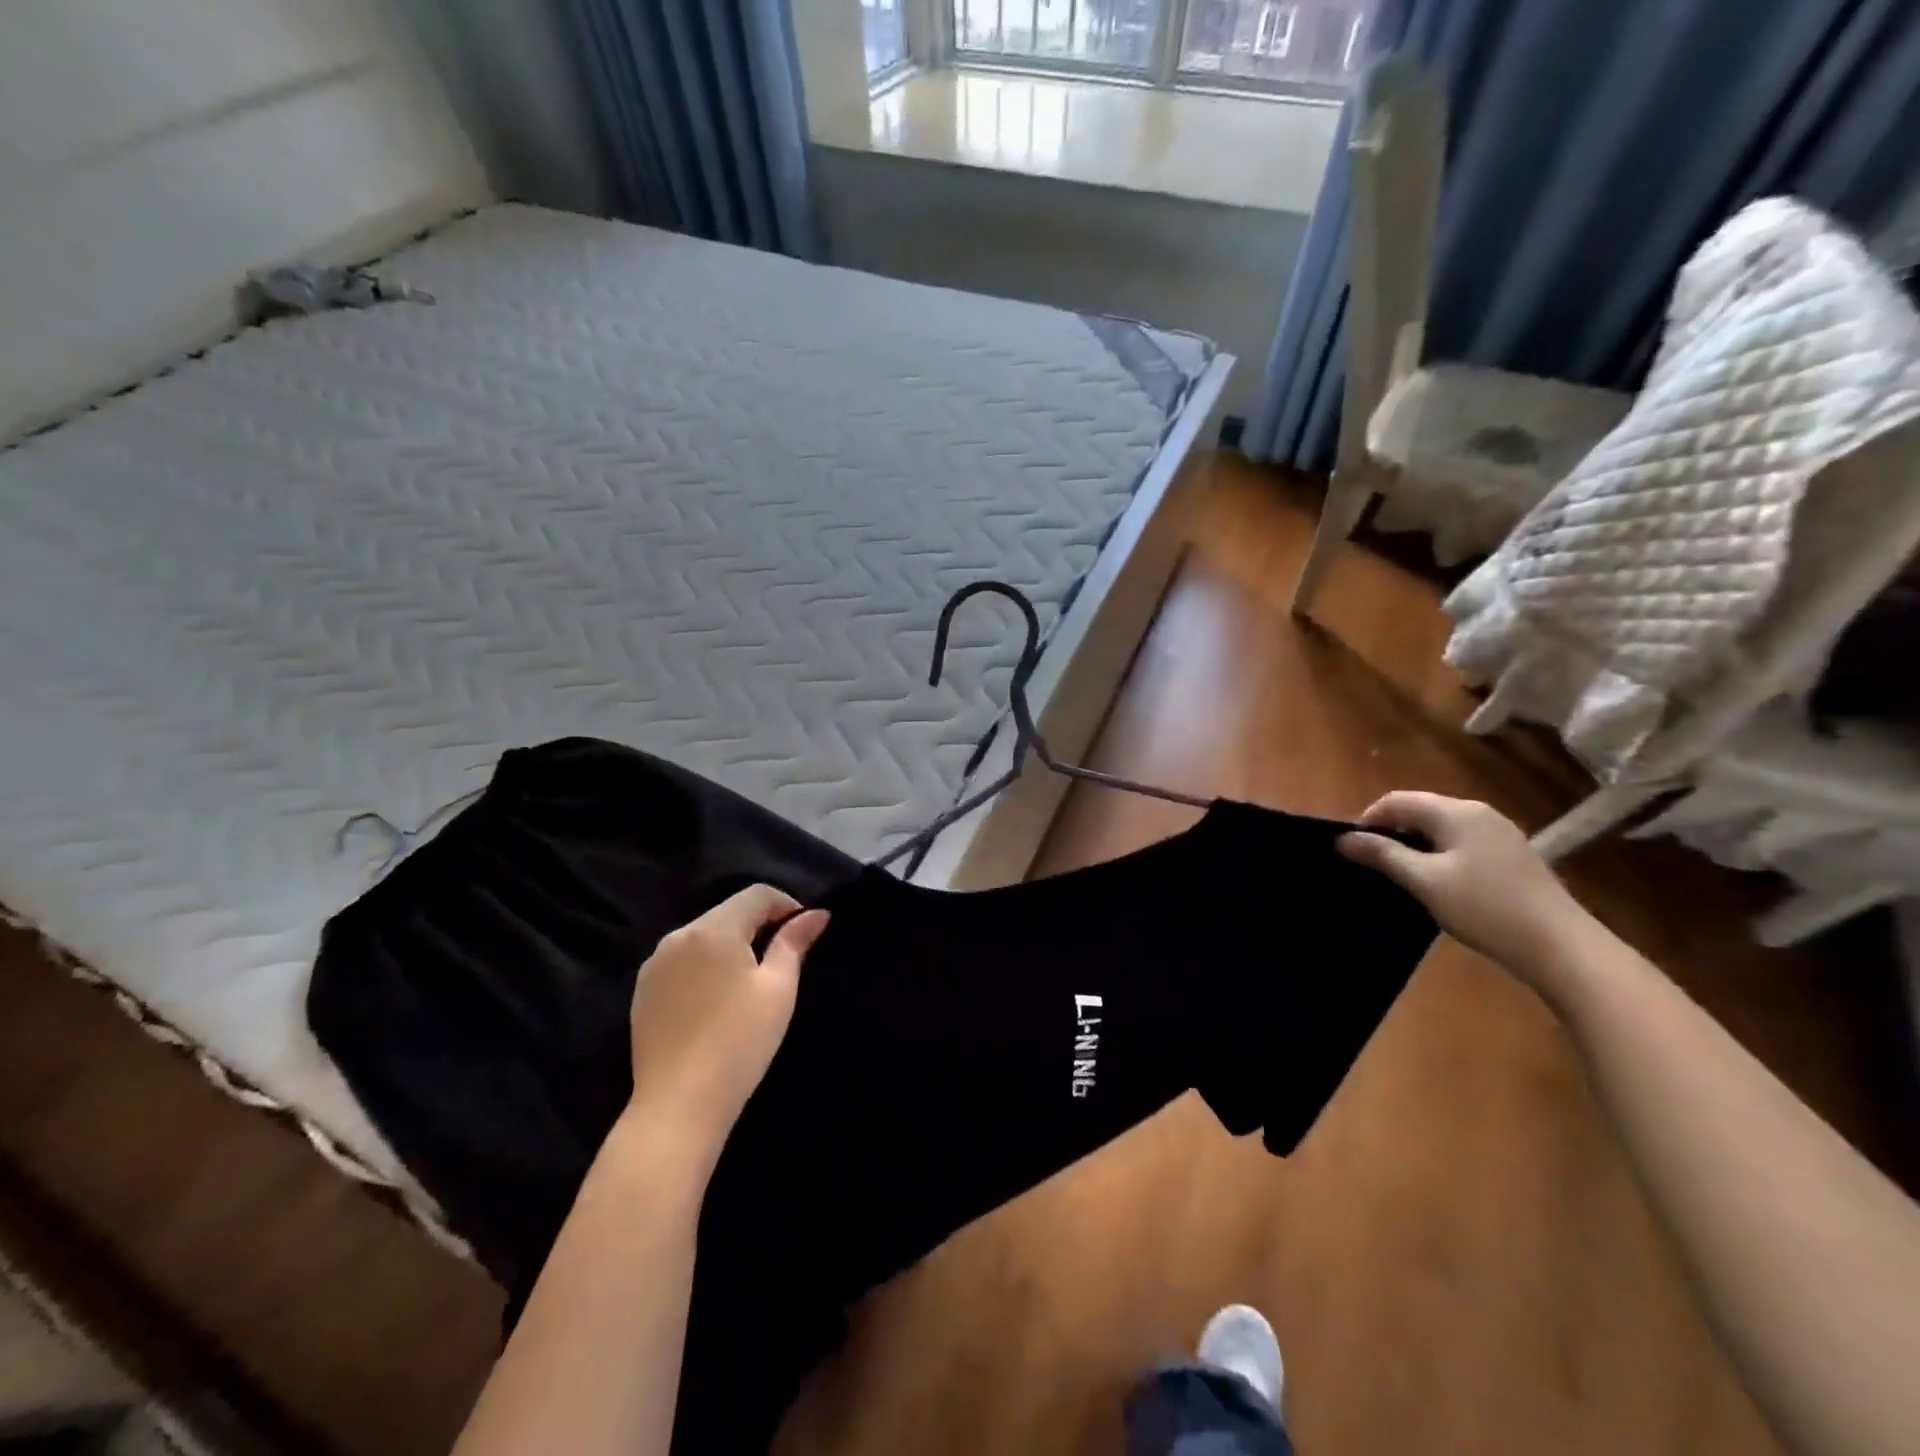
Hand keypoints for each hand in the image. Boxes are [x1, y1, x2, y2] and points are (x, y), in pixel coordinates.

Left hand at [626, 885, 829, 1163]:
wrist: (678, 1105)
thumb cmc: (739, 1042)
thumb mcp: (778, 989)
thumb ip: (795, 943)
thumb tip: (816, 914)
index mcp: (714, 929)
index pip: (757, 895)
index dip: (787, 905)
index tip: (805, 932)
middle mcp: (678, 936)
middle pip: (728, 912)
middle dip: (759, 924)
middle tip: (784, 956)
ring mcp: (654, 964)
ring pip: (703, 936)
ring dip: (732, 944)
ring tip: (751, 979)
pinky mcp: (643, 991)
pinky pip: (682, 961)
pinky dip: (705, 965)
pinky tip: (717, 998)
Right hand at [1338, 792, 1594, 986]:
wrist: (1562, 947)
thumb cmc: (1485, 908)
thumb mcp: (1425, 881)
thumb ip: (1383, 855)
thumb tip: (1344, 838)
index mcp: (1456, 812)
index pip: (1396, 801)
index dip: (1367, 820)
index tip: (1352, 850)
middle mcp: (1478, 812)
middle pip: (1419, 809)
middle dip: (1391, 831)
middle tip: (1372, 864)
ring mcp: (1500, 833)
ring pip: (1441, 827)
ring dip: (1414, 844)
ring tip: (1400, 875)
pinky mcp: (1512, 855)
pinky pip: (1462, 842)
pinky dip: (1439, 853)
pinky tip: (1437, 882)